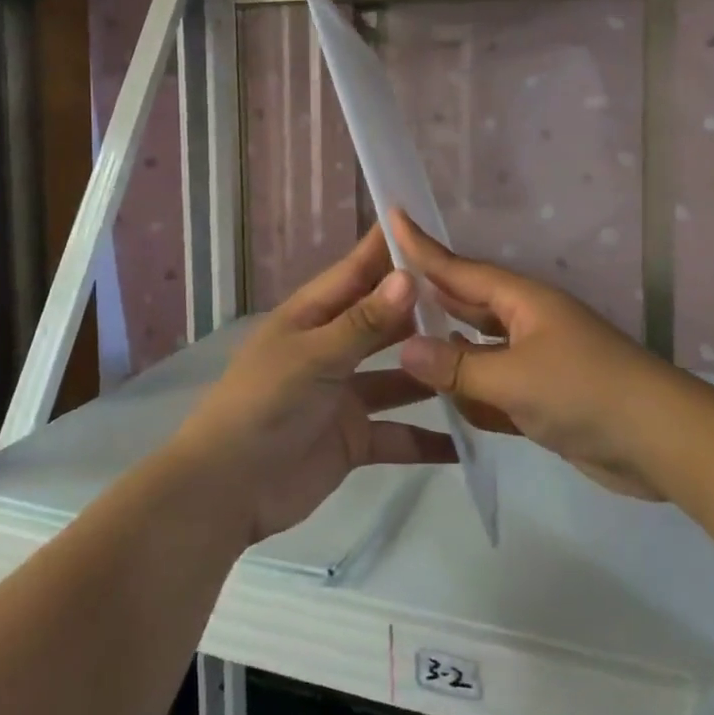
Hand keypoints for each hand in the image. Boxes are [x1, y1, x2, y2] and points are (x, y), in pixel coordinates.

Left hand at [170, 226, 456, 543]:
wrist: (226, 491)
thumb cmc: (263, 405)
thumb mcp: (313, 357)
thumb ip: (364, 322)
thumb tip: (408, 275)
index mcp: (313, 318)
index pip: (357, 272)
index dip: (389, 249)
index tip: (431, 224)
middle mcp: (333, 349)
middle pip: (385, 322)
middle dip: (425, 309)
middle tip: (481, 294)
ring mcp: (346, 396)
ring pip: (400, 377)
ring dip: (433, 371)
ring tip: (487, 359)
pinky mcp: (356, 439)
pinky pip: (400, 434)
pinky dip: (429, 439)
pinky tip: (472, 439)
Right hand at [390, 210, 702, 500]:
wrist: (660, 442)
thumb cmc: (585, 392)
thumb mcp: (515, 378)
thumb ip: (458, 366)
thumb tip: (406, 348)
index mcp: (523, 301)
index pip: (460, 270)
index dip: (423, 248)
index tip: (392, 218)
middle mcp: (527, 323)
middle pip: (468, 305)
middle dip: (429, 299)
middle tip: (380, 289)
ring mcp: (537, 361)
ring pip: (479, 348)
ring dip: (448, 349)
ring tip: (399, 344)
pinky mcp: (543, 398)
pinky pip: (495, 386)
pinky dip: (472, 391)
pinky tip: (444, 398)